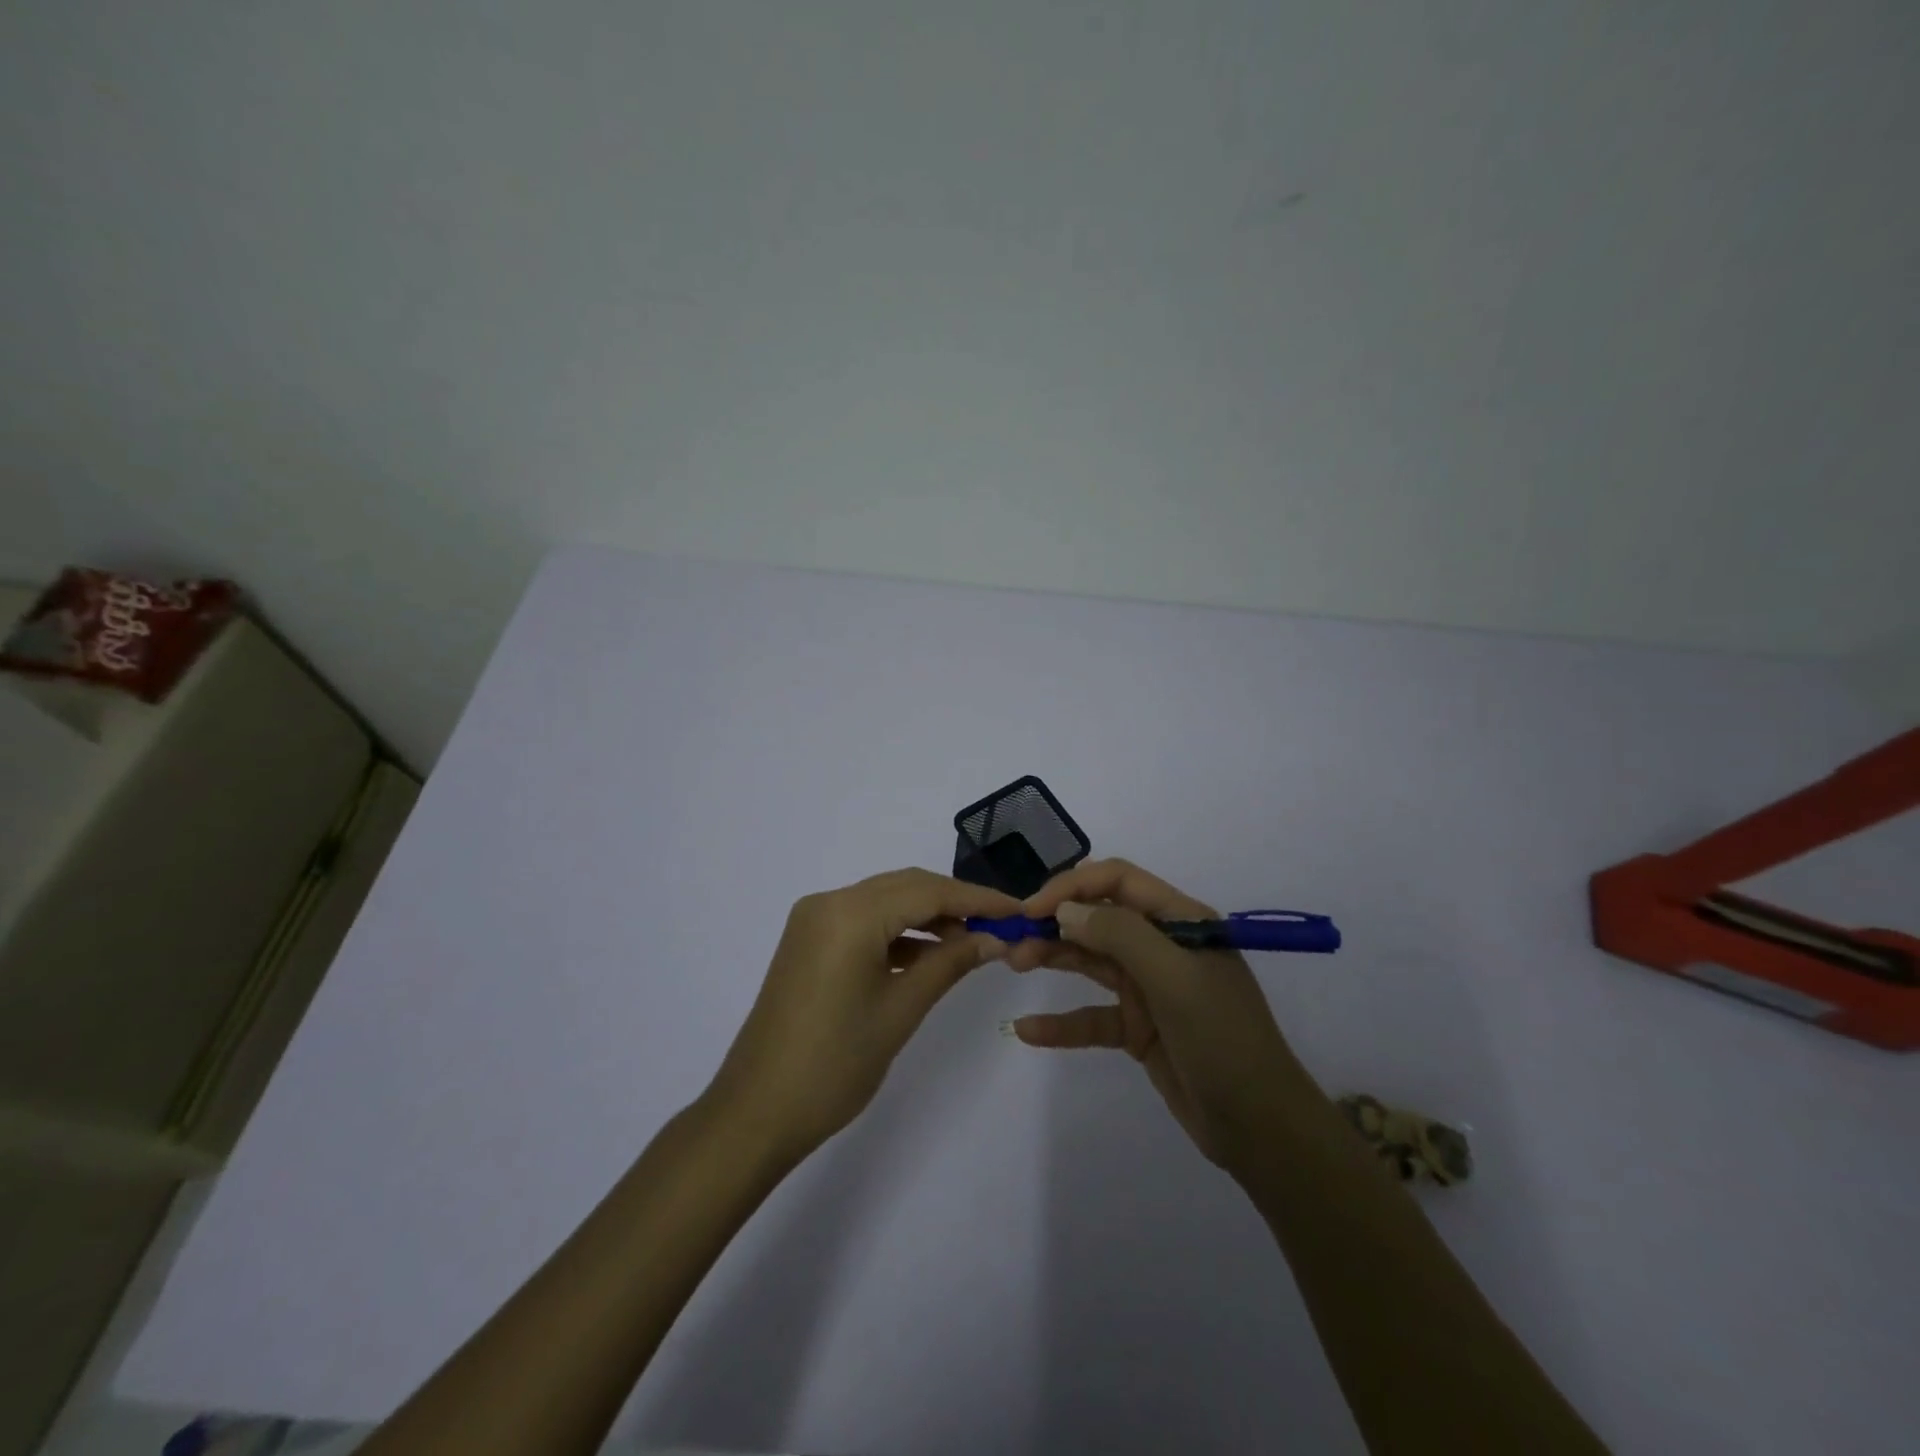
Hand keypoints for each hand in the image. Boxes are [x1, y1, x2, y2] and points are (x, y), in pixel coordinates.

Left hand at [706, 868, 1018, 1163]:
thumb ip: (949, 963)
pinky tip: (928, 955)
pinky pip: (864, 922)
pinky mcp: (808, 941)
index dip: (978, 899)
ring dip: (928, 917)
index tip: (1019, 911)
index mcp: (849, 913)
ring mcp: (814, 920)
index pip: (928, 891)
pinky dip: (899, 933)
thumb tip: (994, 938)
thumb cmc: (835, 1063)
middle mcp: (828, 902)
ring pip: (885, 902)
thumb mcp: (901, 1010)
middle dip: (955, 904)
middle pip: (906, 887)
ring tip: (972, 943)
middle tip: (1001, 926)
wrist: (757, 1111)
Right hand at [1006, 859, 1316, 1173]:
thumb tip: (1066, 910)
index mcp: (1180, 921)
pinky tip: (1027, 1029)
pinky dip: (1062, 1023)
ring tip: (1012, 962)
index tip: (1032, 908)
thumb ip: (1119, 935)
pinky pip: (1092, 1016)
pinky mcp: (1138, 1028)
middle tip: (1012, 941)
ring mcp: (1149, 988)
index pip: (1118, 881)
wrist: (1261, 1129)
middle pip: (1098, 919)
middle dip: (1055, 923)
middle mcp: (1162, 946)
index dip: (1072, 886)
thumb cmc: (1222, 1039)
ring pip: (1090, 961)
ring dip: (1053, 959)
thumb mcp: (1174, 978)